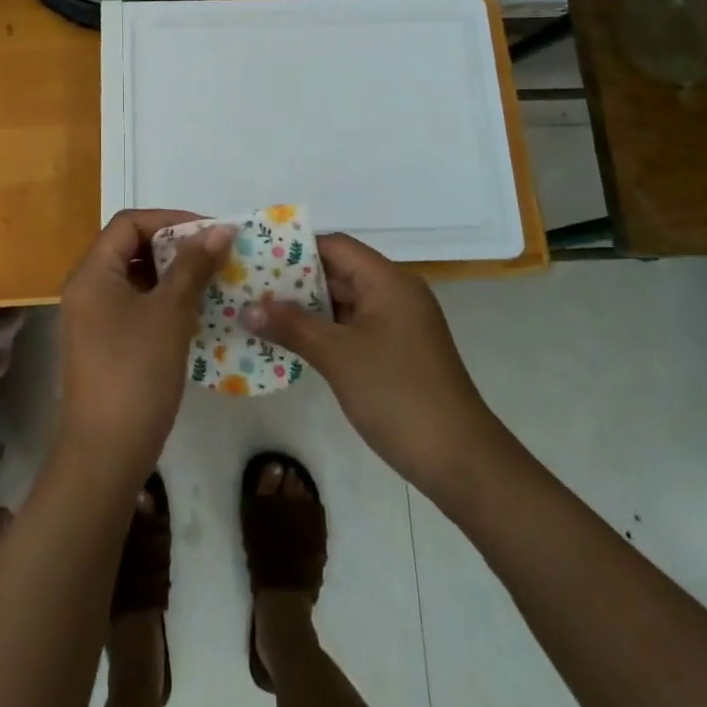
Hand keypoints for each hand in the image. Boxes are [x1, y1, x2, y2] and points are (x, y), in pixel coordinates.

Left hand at [56, 210, 235, 484]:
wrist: (106, 454)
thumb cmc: (135, 373)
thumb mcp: (169, 313)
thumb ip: (193, 266)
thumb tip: (220, 230)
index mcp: (92, 273)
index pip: (129, 223)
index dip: (171, 220)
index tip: (210, 232)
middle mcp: (87, 289)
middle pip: (131, 247)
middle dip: (176, 247)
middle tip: (216, 255)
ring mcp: (93, 319)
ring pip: (137, 278)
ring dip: (174, 275)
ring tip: (213, 281)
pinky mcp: (105, 344)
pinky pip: (137, 306)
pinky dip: (165, 301)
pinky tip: (196, 313)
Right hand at [246, 234, 513, 505]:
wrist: (459, 459)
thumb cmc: (397, 394)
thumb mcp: (337, 356)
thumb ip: (291, 326)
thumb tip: (247, 308)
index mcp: (388, 281)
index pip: (335, 246)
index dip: (295, 248)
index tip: (256, 255)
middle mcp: (395, 293)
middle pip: (339, 272)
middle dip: (294, 280)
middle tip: (249, 285)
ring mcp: (399, 324)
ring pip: (345, 303)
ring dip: (307, 308)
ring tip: (260, 312)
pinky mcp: (398, 352)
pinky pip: (354, 328)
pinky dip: (324, 331)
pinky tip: (290, 342)